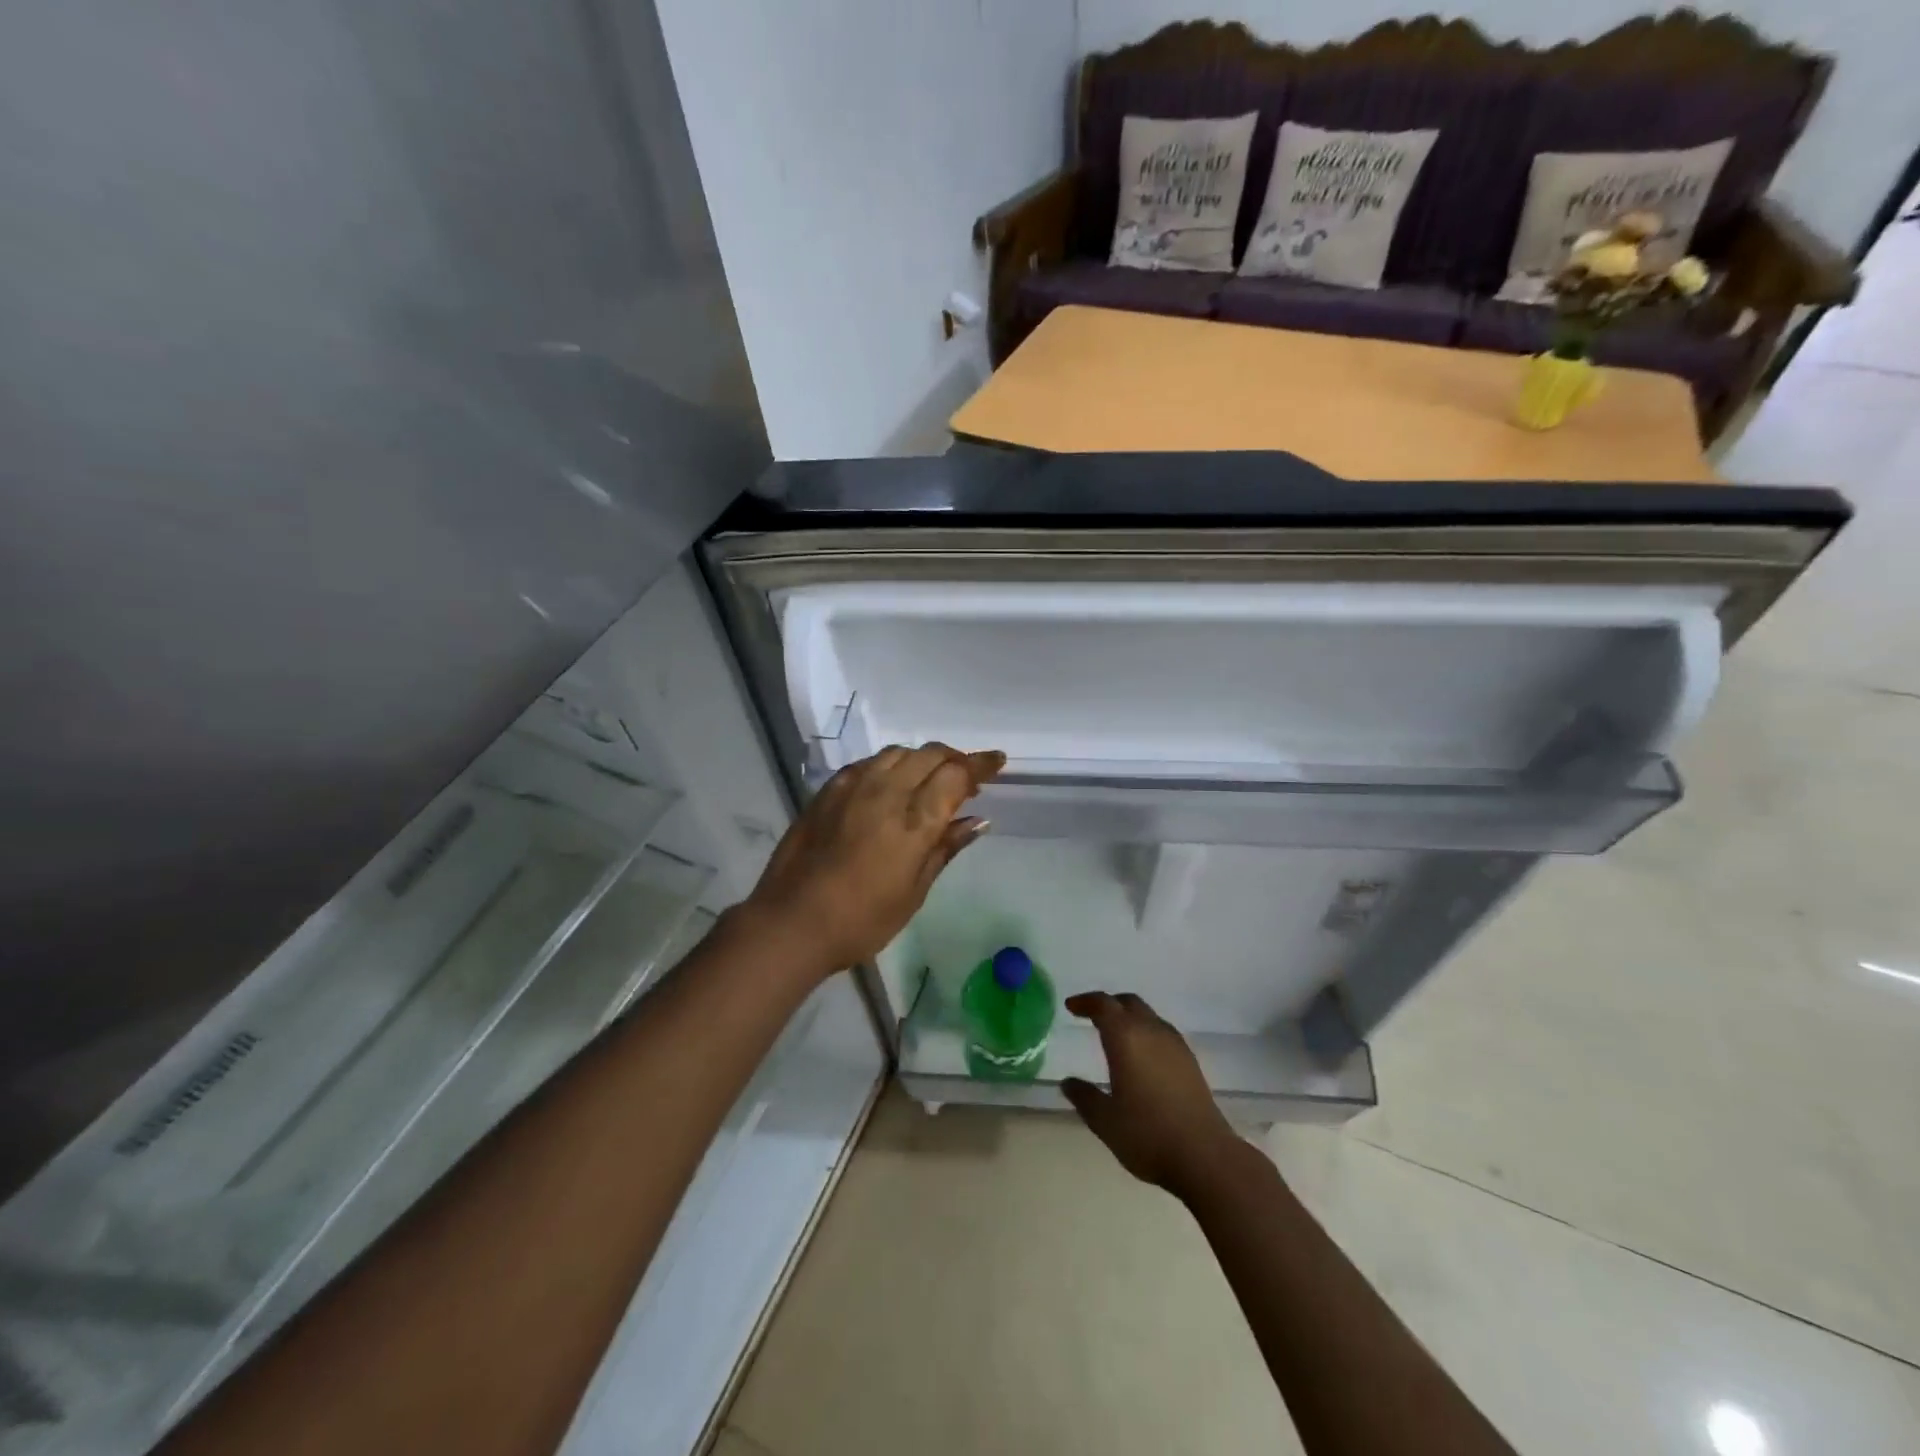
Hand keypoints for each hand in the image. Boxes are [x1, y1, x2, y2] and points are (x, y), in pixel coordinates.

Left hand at [742, 743, 1004, 978]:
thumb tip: (976, 821)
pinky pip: (867, 764)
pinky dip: (889, 765)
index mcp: (914, 820)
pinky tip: (889, 784)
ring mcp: (853, 787)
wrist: (792, 922)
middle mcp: (886, 792)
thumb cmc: (862, 919)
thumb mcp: (914, 891)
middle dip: (954, 759)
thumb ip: (945, 848)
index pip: (956, 774)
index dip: (980, 764)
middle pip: (929, 755)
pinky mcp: (828, 791)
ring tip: (929, 778)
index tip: (997, 761)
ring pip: (897, 754)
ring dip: (921, 759)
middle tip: (967, 777)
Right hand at [1061, 992, 1238, 1194]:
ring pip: (1148, 1015)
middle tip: (1091, 1017)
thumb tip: (1068, 1083)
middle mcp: (1151, 1031)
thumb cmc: (1148, 1135)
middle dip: (1108, 1005)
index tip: (1071, 1007)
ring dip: (1129, 1017)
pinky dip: (1145, 1032)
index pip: (1103, 1005)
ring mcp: (1175, 1045)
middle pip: (1128, 1003)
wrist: (1205, 1156)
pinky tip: (1142, 1057)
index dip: (1085, 1002)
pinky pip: (1162, 1032)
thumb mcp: (1105, 1120)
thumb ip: (1084, 1097)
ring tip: (1115, 1036)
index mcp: (1126, 1037)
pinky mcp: (1190, 1061)